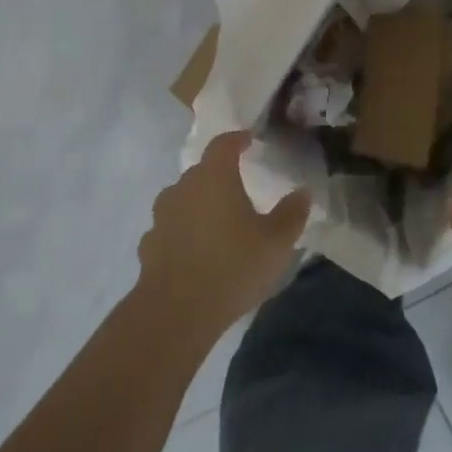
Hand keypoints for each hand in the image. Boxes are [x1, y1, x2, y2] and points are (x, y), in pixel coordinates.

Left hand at [138, 131, 309, 340]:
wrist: (175, 311)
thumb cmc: (232, 266)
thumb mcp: (276, 242)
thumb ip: (291, 214)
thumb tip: (302, 193)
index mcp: (214, 177)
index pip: (223, 145)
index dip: (237, 140)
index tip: (248, 140)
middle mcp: (183, 188)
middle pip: (202, 172)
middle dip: (220, 176)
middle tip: (240, 189)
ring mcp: (161, 216)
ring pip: (183, 200)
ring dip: (199, 205)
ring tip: (218, 223)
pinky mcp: (149, 245)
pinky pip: (171, 229)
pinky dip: (183, 233)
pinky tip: (196, 252)